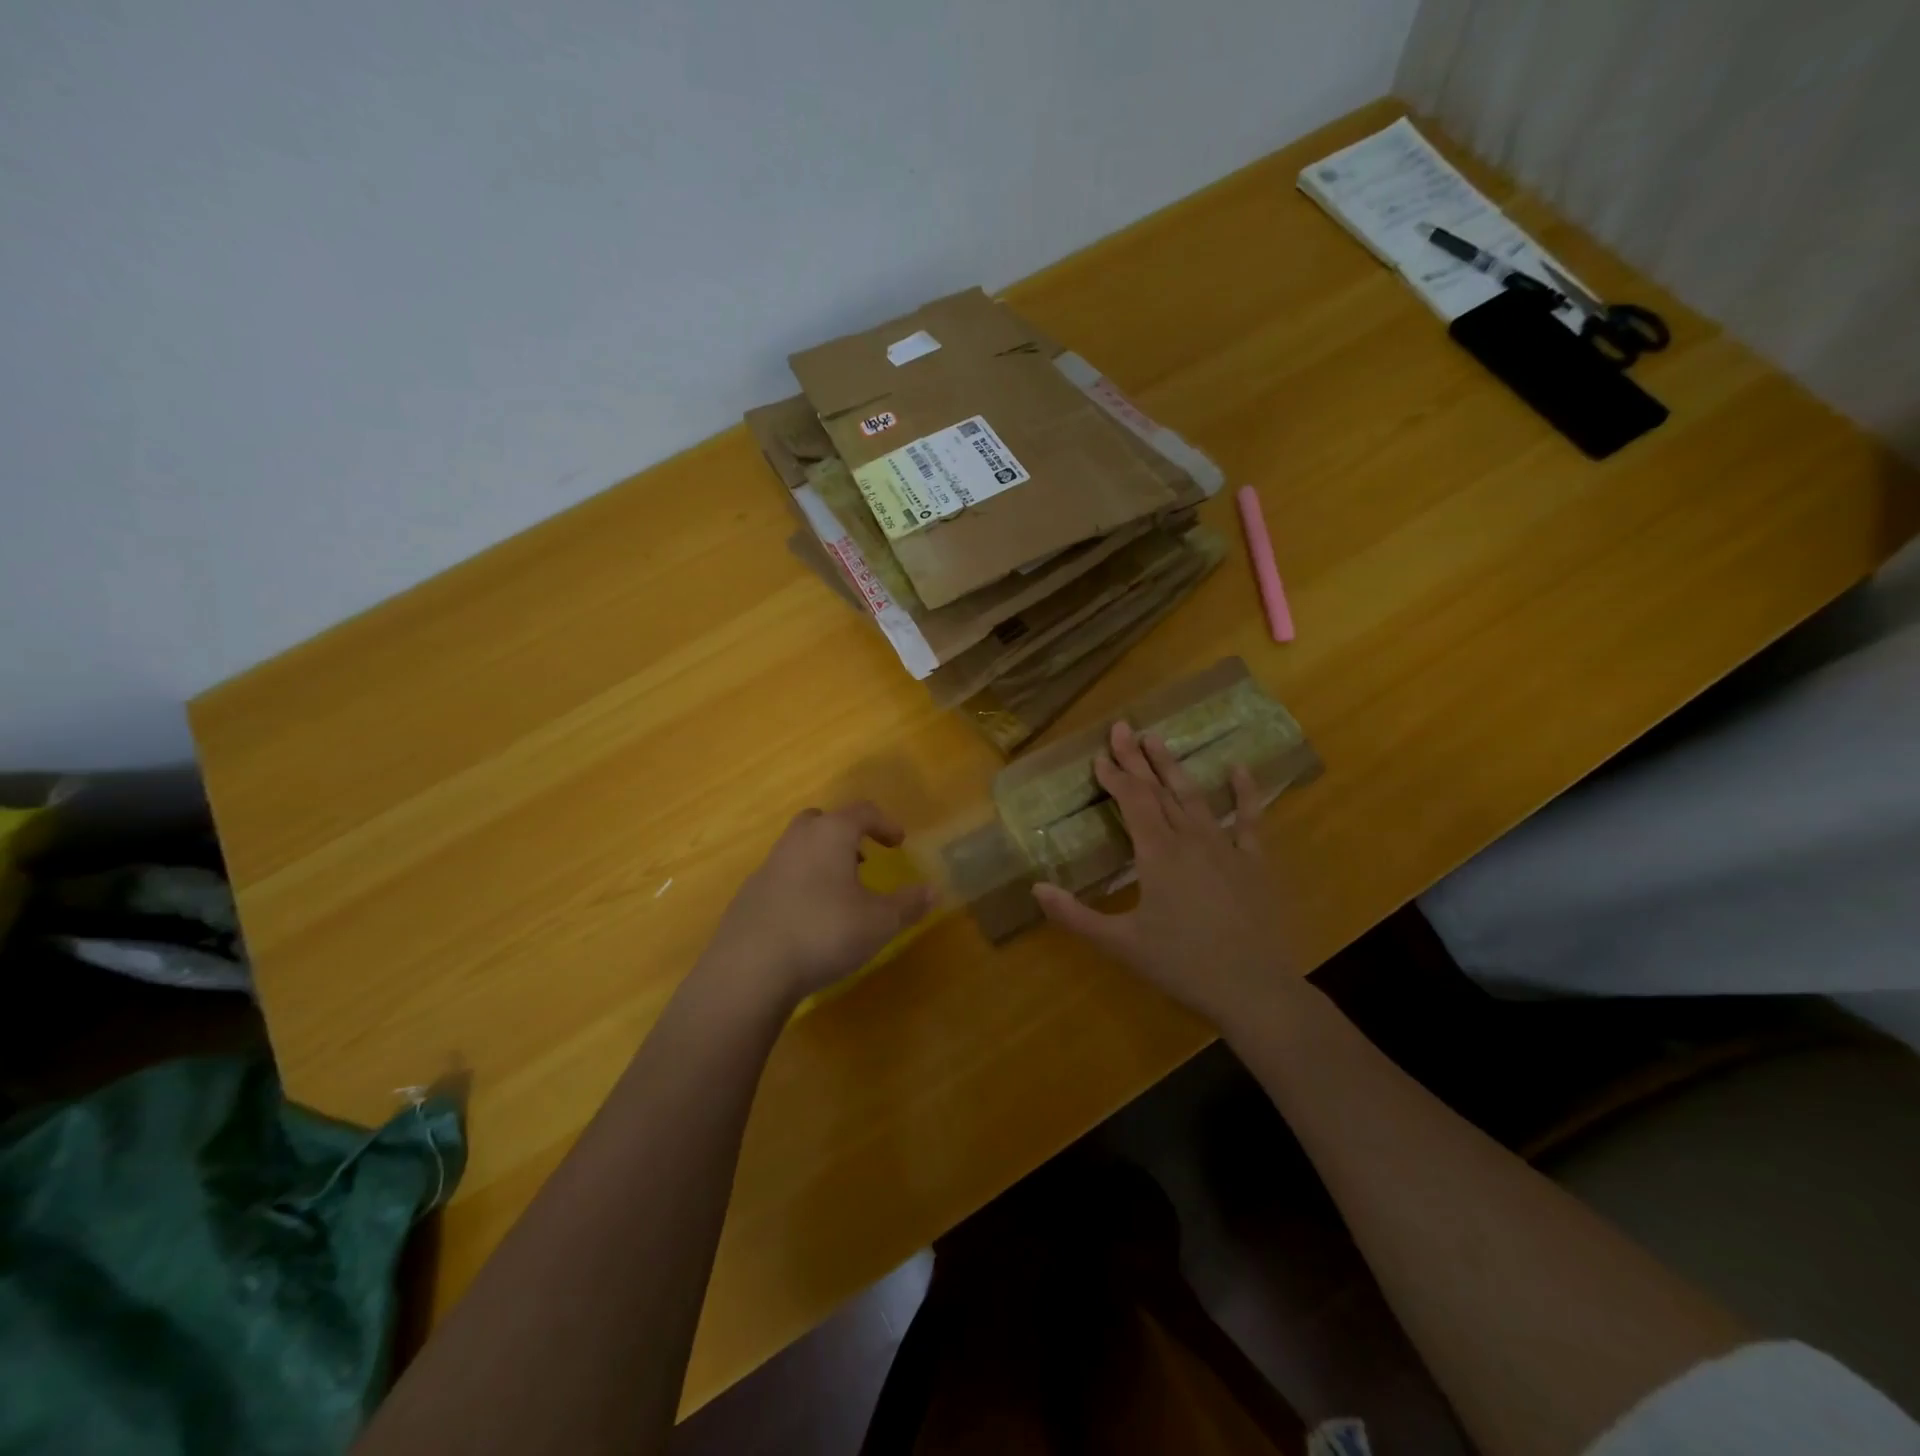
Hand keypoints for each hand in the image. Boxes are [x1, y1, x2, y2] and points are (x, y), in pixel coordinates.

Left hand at [696, 801, 935, 1011]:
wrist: (750, 968)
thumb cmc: (824, 932)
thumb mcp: (880, 922)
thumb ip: (909, 903)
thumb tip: (934, 890)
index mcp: (830, 834)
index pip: (862, 812)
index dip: (885, 823)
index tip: (899, 843)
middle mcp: (796, 841)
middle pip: (822, 821)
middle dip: (845, 834)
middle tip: (864, 858)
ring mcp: (768, 866)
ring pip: (799, 848)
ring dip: (822, 859)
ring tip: (840, 891)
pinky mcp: (749, 895)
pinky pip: (782, 876)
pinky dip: (801, 884)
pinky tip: (810, 917)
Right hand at [1032, 722, 1296, 1032]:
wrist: (1254, 989)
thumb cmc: (1182, 965)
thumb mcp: (1121, 943)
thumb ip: (1075, 915)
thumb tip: (1036, 888)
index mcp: (1157, 854)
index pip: (1131, 802)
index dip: (1114, 776)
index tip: (1098, 755)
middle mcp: (1189, 839)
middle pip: (1158, 790)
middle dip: (1137, 758)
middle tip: (1122, 726)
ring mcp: (1225, 846)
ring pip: (1194, 797)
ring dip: (1173, 766)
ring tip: (1157, 738)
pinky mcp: (1253, 861)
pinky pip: (1249, 819)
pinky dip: (1245, 792)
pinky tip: (1238, 767)